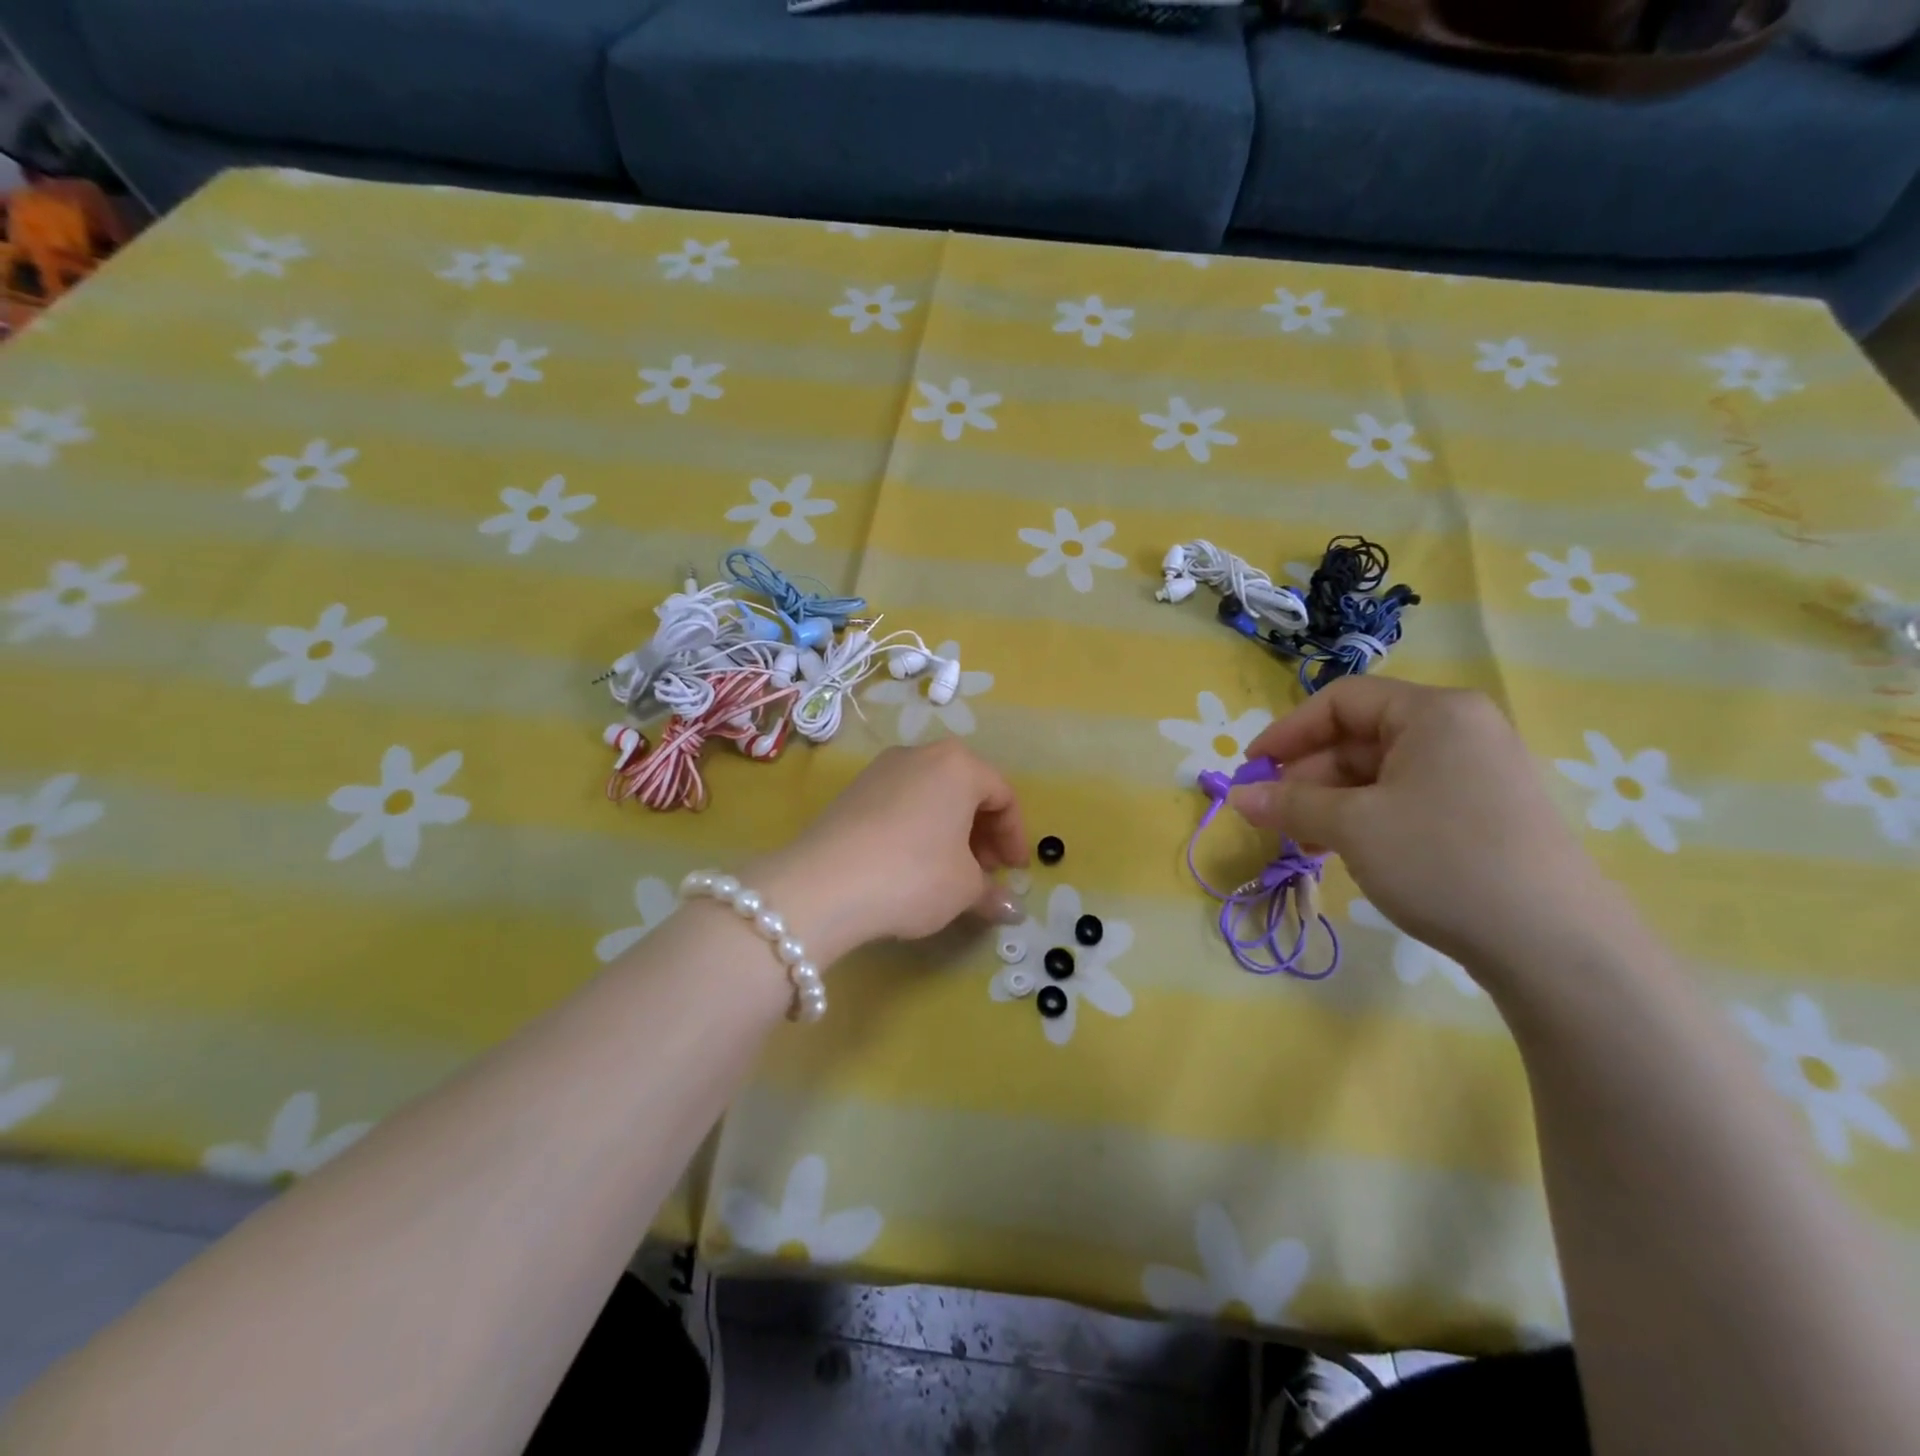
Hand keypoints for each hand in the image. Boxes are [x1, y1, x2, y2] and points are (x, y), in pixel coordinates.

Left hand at [753, 741, 1026, 964]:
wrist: (824, 884)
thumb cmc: (914, 875)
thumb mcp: (963, 888)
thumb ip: (992, 892)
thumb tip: (1011, 908)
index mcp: (958, 765)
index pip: (1003, 795)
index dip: (1015, 836)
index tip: (1015, 872)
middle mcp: (921, 754)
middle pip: (966, 790)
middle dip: (983, 832)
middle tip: (987, 872)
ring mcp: (882, 769)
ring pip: (932, 796)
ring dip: (951, 831)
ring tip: (951, 872)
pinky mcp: (853, 790)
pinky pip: (902, 804)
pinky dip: (919, 828)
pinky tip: (912, 865)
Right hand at [1234, 677, 1615, 974]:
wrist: (1555, 946)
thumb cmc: (1443, 860)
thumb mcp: (1352, 827)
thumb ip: (1290, 804)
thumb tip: (1238, 797)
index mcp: (1434, 713)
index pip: (1341, 701)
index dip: (1288, 732)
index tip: (1251, 769)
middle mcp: (1459, 731)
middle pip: (1359, 737)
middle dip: (1308, 776)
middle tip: (1275, 817)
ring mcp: (1475, 774)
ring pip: (1379, 774)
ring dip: (1331, 804)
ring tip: (1304, 845)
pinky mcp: (1483, 814)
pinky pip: (1406, 800)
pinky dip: (1365, 820)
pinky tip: (1344, 853)